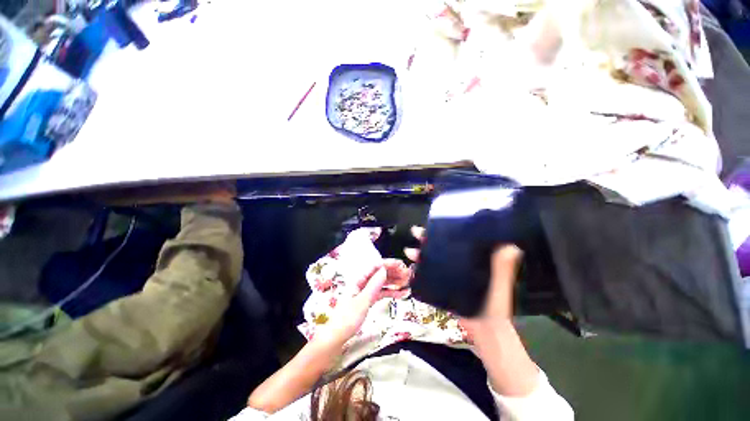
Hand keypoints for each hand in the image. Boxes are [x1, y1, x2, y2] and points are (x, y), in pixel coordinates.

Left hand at [316, 264, 408, 345]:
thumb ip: (373, 285)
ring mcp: (366, 291)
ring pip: (382, 282)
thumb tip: (384, 270)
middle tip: (408, 274)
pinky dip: (391, 292)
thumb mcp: (362, 301)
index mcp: (358, 280)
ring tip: (408, 282)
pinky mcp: (368, 300)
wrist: (337, 338)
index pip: (375, 266)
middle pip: (380, 273)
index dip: (388, 263)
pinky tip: (402, 293)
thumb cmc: (347, 319)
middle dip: (393, 272)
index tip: (401, 264)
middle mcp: (362, 283)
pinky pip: (382, 292)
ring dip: (394, 281)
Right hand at [403, 226, 521, 331]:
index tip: (434, 223)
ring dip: (420, 253)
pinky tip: (412, 267)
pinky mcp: (444, 283)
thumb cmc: (495, 303)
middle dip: (427, 238)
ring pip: (432, 257)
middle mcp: (461, 262)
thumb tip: (511, 245)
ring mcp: (451, 272)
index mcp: (474, 257)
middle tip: (415, 232)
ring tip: (409, 250)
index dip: (446, 229)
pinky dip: (420, 269)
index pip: (458, 238)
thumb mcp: (500, 282)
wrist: (485, 329)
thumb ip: (503, 265)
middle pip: (441, 245)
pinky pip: (430, 272)